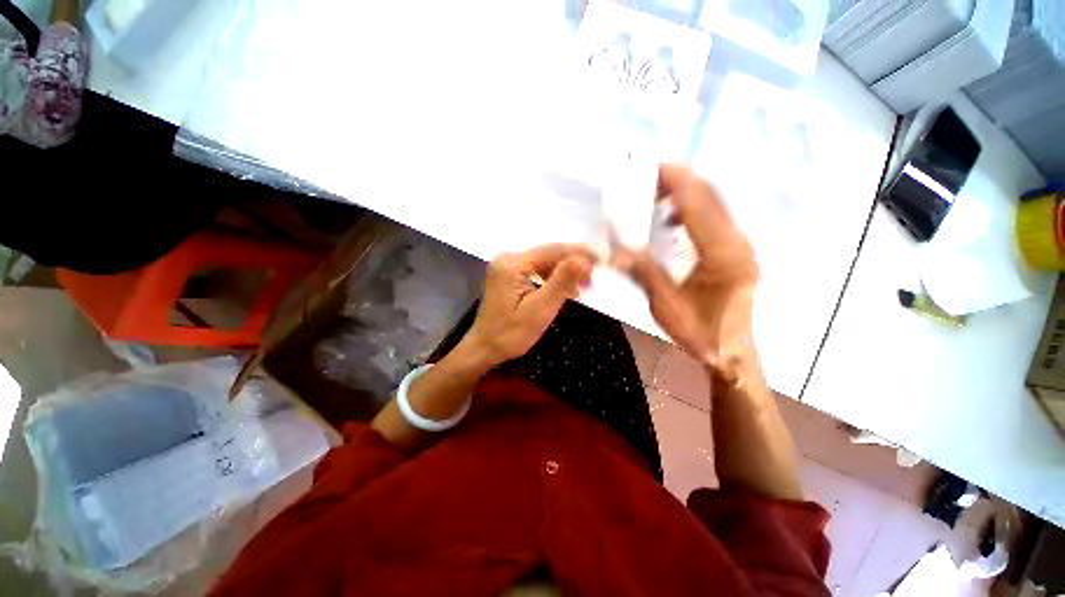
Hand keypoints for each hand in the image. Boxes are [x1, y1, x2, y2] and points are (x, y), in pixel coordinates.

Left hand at [464, 244, 595, 367]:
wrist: (484, 349)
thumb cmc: (510, 334)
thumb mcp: (540, 309)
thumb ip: (562, 282)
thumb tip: (585, 259)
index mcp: (511, 263)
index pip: (552, 251)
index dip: (579, 253)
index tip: (602, 260)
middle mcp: (508, 258)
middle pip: (548, 255)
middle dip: (572, 265)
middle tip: (593, 279)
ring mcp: (507, 266)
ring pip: (544, 262)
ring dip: (564, 273)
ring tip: (582, 288)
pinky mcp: (509, 275)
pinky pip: (536, 270)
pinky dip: (552, 279)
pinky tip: (563, 290)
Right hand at [614, 164, 758, 374]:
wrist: (732, 350)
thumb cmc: (701, 333)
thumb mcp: (666, 306)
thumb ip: (644, 273)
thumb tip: (616, 251)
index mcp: (723, 255)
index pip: (699, 204)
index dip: (676, 181)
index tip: (651, 166)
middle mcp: (737, 243)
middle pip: (710, 195)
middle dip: (678, 180)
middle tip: (646, 177)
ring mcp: (740, 244)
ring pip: (714, 203)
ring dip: (683, 192)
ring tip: (653, 195)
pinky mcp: (736, 249)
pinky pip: (714, 216)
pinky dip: (690, 208)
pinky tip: (670, 219)